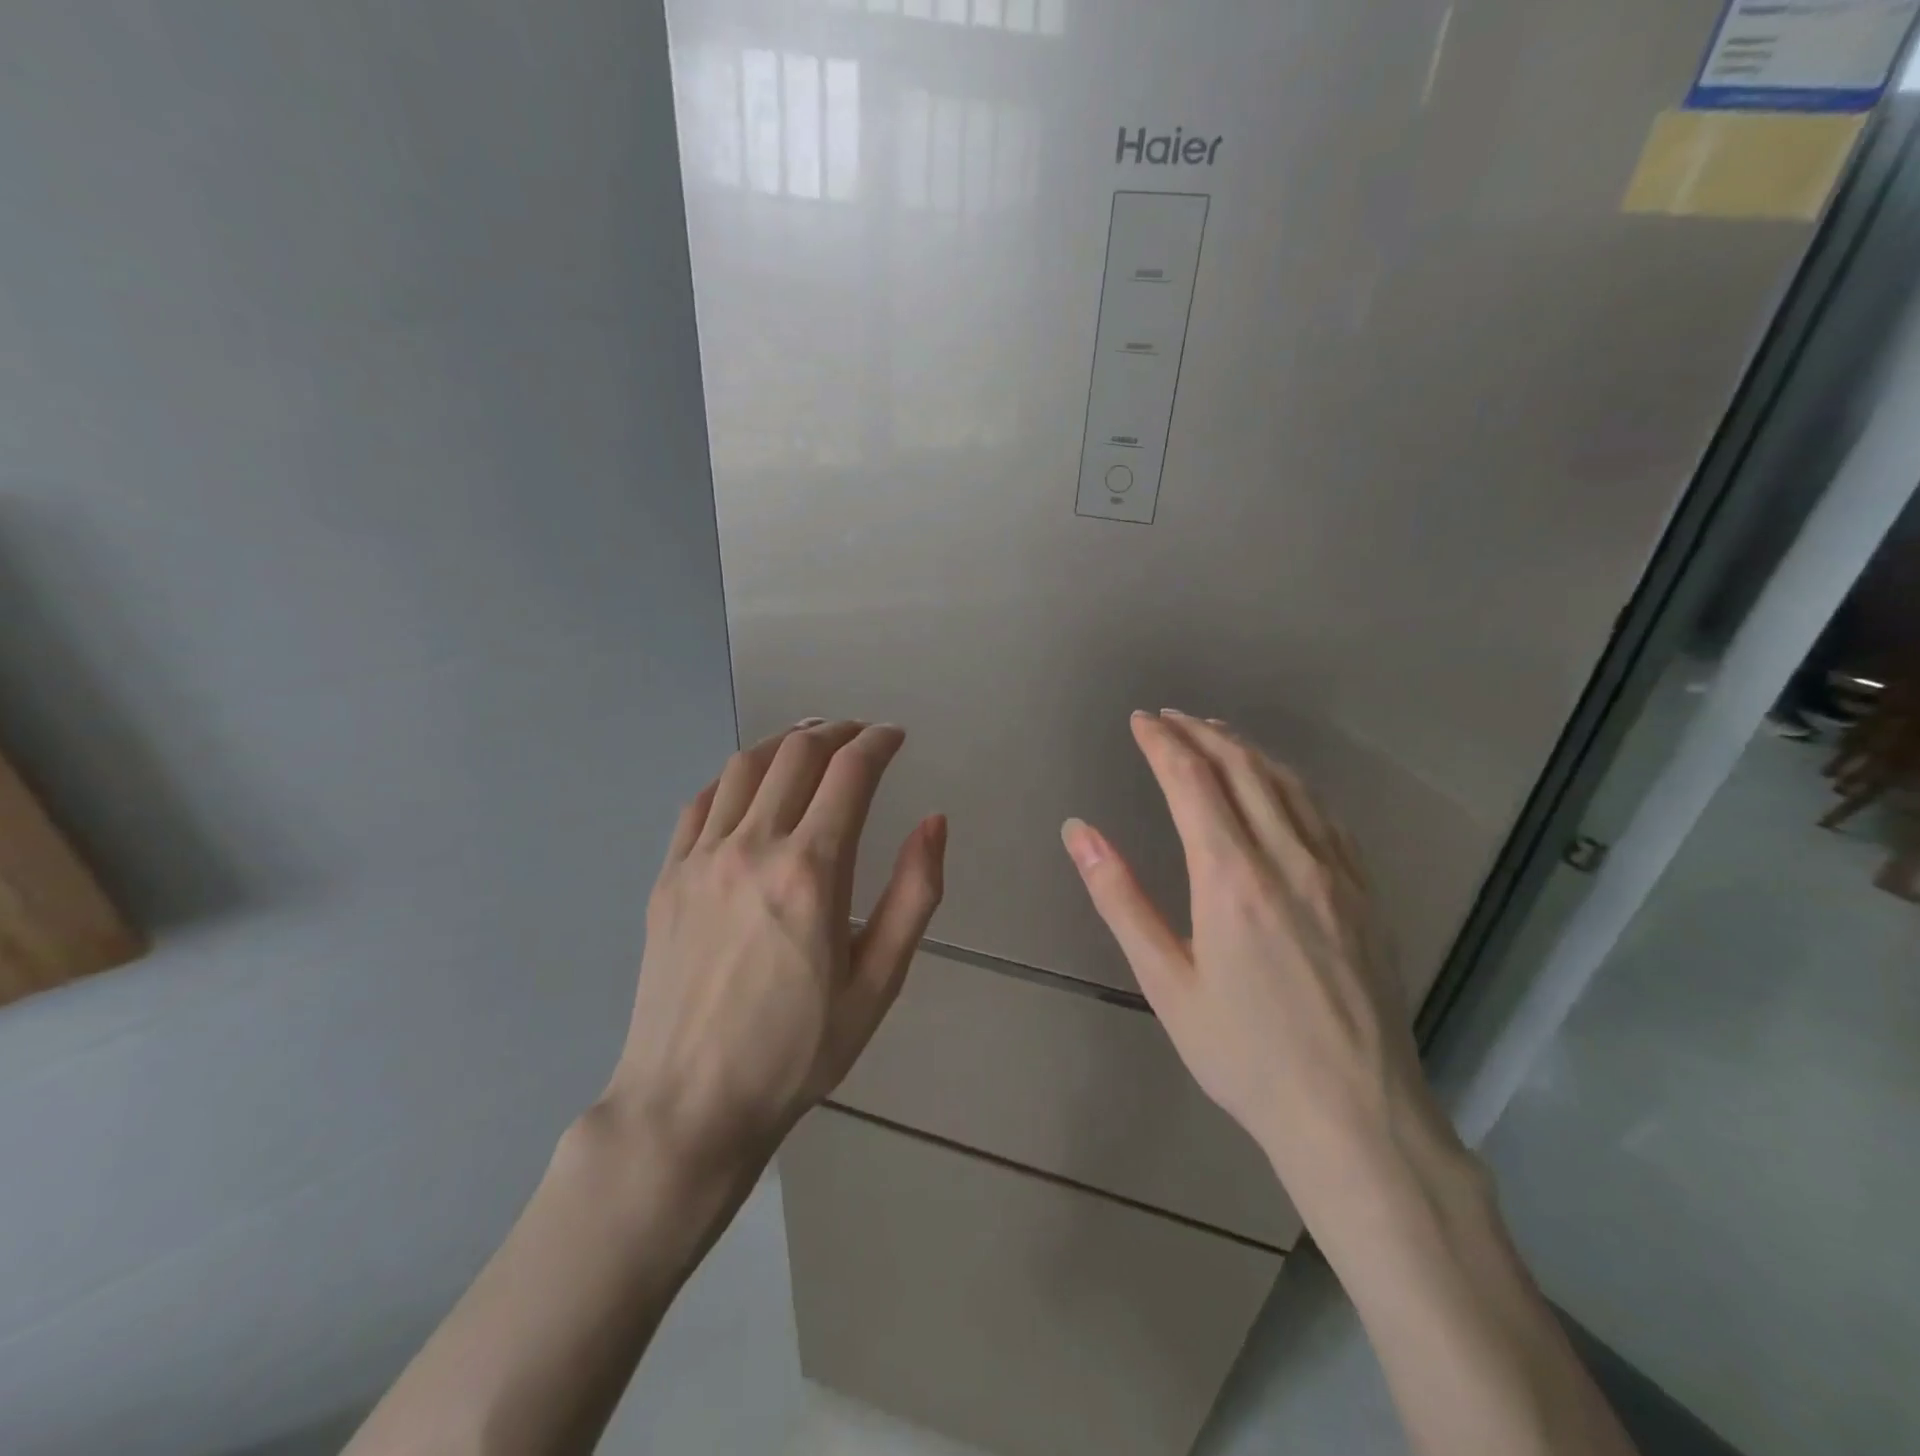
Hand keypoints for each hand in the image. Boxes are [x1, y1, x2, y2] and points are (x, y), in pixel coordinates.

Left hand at [605, 720, 945, 1179]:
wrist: (688, 1103)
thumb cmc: (797, 1050)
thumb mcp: (878, 983)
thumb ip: (914, 894)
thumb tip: (934, 821)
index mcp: (811, 871)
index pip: (850, 772)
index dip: (878, 741)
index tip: (895, 736)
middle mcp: (753, 846)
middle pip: (798, 753)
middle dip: (837, 731)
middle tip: (861, 735)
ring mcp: (701, 858)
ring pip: (744, 765)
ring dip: (786, 742)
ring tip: (811, 742)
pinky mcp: (668, 876)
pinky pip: (700, 801)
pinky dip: (734, 777)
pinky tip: (750, 786)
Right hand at [1060, 710, 1454, 1217]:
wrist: (1356, 1115)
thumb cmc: (1244, 1054)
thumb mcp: (1165, 982)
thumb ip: (1120, 898)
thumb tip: (1079, 832)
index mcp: (1231, 877)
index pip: (1192, 781)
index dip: (1163, 743)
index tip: (1140, 721)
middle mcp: (1287, 857)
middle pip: (1242, 767)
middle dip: (1200, 732)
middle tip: (1169, 718)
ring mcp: (1335, 870)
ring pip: (1287, 782)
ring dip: (1245, 748)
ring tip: (1214, 733)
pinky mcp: (1364, 890)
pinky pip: (1324, 812)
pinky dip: (1289, 780)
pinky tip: (1277, 782)